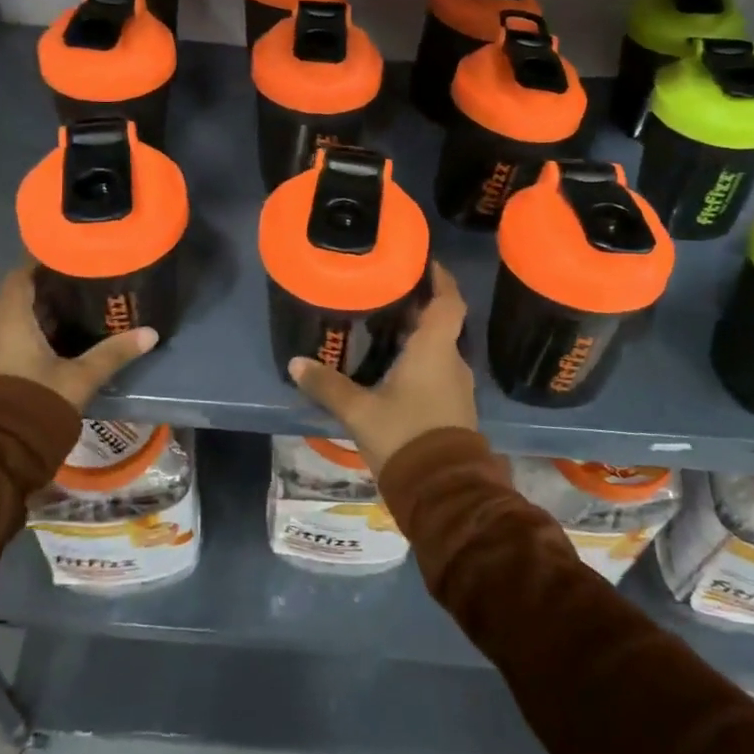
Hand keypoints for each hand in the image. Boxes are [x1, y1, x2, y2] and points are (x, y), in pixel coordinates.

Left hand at [0, 261, 157, 412]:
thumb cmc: (35, 403)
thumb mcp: (80, 377)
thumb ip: (113, 353)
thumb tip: (151, 333)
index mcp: (10, 318)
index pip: (21, 273)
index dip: (43, 260)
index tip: (71, 253)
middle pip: (19, 294)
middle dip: (48, 286)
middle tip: (83, 279)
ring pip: (14, 317)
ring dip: (40, 311)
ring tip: (77, 306)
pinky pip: (10, 337)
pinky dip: (31, 331)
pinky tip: (59, 338)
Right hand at [289, 262, 476, 476]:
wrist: (444, 492)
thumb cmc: (404, 436)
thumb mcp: (359, 411)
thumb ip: (328, 385)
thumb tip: (296, 363)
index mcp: (435, 349)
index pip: (449, 300)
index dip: (441, 278)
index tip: (425, 262)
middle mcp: (452, 361)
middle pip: (441, 322)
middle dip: (418, 306)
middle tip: (388, 293)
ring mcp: (456, 386)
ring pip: (439, 348)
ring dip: (418, 336)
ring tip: (386, 327)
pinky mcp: (454, 408)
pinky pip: (438, 371)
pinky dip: (420, 361)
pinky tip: (394, 368)